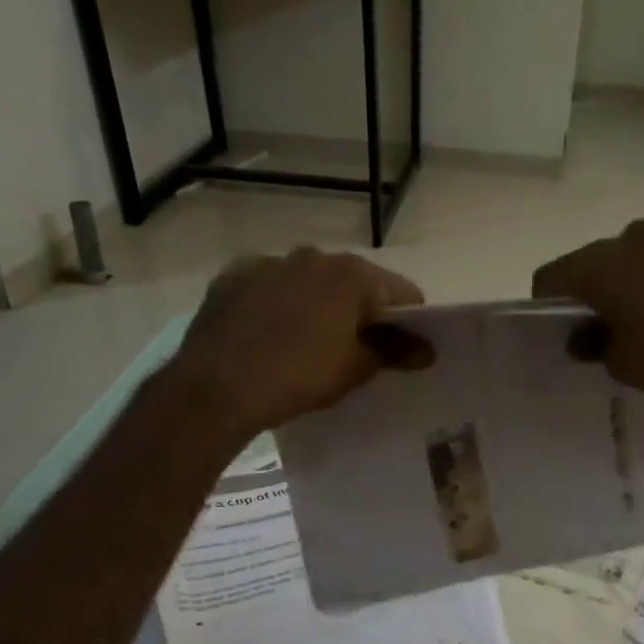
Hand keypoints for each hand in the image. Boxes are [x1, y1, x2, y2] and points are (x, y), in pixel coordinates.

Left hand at [169, 248, 427, 437]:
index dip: (410, 321)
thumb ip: (395, 352)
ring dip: (318, 304)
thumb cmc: (299, 376)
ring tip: (310, 342)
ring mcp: (269, 262)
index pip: (401, 292)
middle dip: (361, 311)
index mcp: (351, 274)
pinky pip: (269, 287)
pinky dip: (278, 304)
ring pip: (309, 281)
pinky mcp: (232, 277)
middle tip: (358, 348)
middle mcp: (312, 256)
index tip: (406, 348)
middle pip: (354, 282)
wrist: (216, 388)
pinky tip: (270, 334)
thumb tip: (426, 349)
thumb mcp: (355, 369)